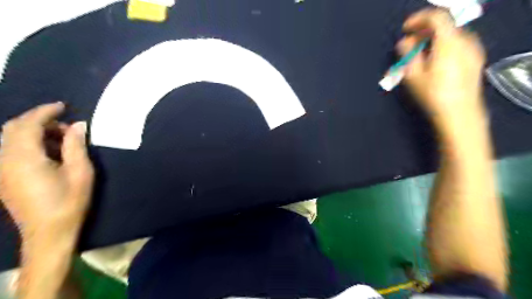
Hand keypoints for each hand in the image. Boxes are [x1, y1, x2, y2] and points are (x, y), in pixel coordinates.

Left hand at [0, 103, 93, 242]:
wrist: (49, 232)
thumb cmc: (69, 201)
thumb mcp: (80, 171)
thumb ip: (76, 145)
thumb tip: (78, 125)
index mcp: (24, 158)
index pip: (28, 124)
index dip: (45, 112)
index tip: (62, 106)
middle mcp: (5, 160)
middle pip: (14, 129)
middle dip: (40, 121)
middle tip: (67, 127)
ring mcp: (2, 170)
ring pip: (11, 139)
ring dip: (36, 133)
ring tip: (63, 140)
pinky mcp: (4, 178)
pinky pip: (12, 151)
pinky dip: (31, 144)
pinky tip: (51, 153)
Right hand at [399, 8, 484, 117]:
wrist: (459, 113)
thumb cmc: (433, 94)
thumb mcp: (413, 75)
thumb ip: (407, 54)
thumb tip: (404, 42)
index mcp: (449, 42)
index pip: (436, 17)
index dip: (419, 19)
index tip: (404, 29)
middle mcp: (465, 40)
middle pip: (444, 25)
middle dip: (424, 31)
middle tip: (409, 44)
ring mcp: (473, 50)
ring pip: (451, 35)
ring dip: (434, 39)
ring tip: (420, 53)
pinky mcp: (475, 60)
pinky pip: (458, 44)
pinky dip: (444, 45)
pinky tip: (435, 60)